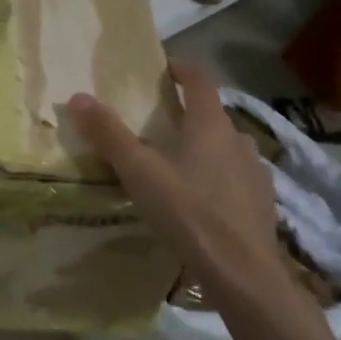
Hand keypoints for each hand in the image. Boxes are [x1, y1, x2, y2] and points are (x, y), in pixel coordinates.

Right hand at [66, 61, 293, 312]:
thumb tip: (78, 97)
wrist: (241, 271)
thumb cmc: (188, 211)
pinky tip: (200, 199)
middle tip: (157, 123)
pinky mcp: (262, 202)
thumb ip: (109, 134)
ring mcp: (255, 172)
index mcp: (211, 125)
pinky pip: (235, 177)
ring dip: (204, 146)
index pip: (200, 81)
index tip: (162, 68)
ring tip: (177, 163)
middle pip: (212, 115)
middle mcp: (238, 140)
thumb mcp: (139, 171)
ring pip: (226, 147)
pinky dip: (217, 176)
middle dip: (186, 114)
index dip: (181, 69)